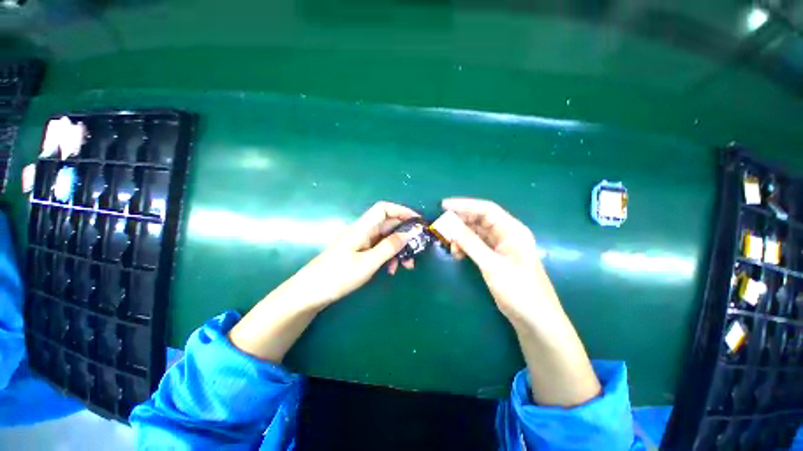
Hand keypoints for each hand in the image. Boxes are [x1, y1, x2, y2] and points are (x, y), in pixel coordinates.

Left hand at [282, 201, 419, 310]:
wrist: (310, 293)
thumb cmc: (337, 276)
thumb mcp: (368, 263)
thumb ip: (389, 247)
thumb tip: (409, 233)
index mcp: (362, 228)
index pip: (383, 209)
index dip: (401, 210)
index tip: (417, 222)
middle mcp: (362, 232)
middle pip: (387, 225)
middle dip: (404, 235)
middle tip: (417, 250)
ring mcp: (360, 243)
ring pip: (385, 239)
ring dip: (398, 249)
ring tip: (406, 266)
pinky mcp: (358, 253)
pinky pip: (378, 249)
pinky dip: (388, 257)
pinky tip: (391, 270)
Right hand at [441, 197, 553, 324]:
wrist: (535, 318)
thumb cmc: (518, 290)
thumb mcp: (492, 265)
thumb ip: (471, 243)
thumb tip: (450, 225)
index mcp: (512, 230)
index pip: (486, 209)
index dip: (464, 205)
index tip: (444, 206)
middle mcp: (506, 234)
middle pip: (479, 219)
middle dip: (460, 222)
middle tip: (442, 227)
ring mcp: (501, 246)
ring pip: (476, 233)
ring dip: (461, 236)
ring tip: (451, 246)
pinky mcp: (495, 257)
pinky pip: (477, 245)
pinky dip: (466, 247)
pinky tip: (458, 254)